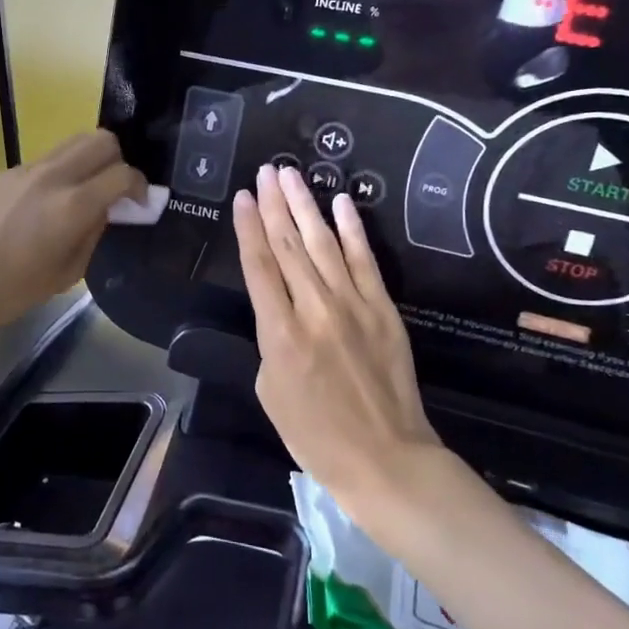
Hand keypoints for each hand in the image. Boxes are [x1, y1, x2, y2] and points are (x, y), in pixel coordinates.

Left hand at [0, 130, 145, 338]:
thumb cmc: (12, 290)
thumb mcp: (67, 272)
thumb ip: (94, 234)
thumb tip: (107, 211)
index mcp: (73, 205)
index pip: (123, 174)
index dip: (140, 187)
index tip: (140, 204)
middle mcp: (54, 176)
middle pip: (102, 140)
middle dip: (119, 160)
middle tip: (115, 191)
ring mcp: (28, 169)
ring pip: (74, 141)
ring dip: (91, 159)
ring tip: (87, 191)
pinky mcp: (8, 172)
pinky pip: (49, 158)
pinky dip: (64, 170)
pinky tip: (52, 202)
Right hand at [233, 163, 441, 506]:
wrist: (385, 456)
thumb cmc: (315, 434)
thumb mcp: (270, 391)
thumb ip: (270, 341)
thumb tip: (279, 310)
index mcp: (280, 333)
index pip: (259, 266)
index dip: (248, 227)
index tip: (243, 196)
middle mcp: (314, 308)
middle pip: (289, 245)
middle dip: (274, 204)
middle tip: (266, 171)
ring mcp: (353, 304)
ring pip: (324, 242)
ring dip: (306, 205)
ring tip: (291, 175)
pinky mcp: (383, 308)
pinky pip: (365, 260)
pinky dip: (353, 229)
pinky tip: (342, 202)